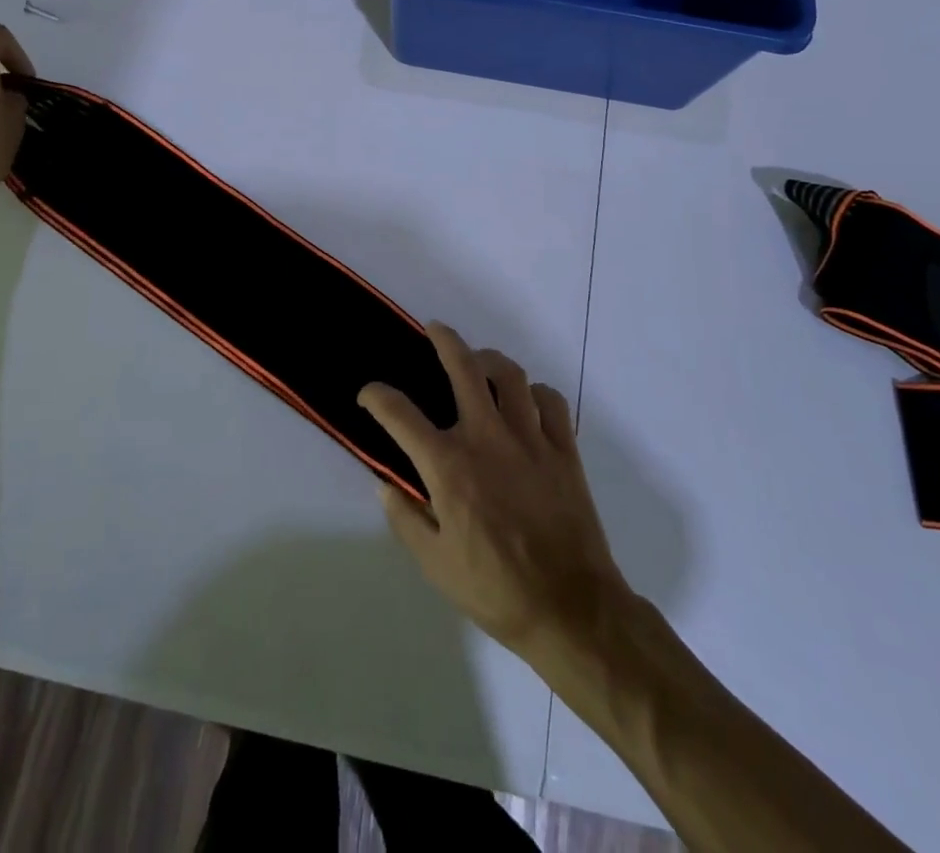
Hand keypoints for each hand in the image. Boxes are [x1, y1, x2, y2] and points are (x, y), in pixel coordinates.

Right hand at [359, 323, 630, 660]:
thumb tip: (386, 484)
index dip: (377, 396)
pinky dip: (536, 392)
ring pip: (510, 374)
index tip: (369, 394)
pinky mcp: (564, 450)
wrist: (570, 609)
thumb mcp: (434, 564)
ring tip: (480, 362)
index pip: (399, 414)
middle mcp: (486, 438)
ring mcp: (530, 439)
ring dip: (490, 360)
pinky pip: (551, 400)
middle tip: (435, 329)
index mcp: (448, 466)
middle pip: (463, 367)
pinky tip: (527, 402)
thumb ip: (405, 518)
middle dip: (444, 340)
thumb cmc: (495, 590)